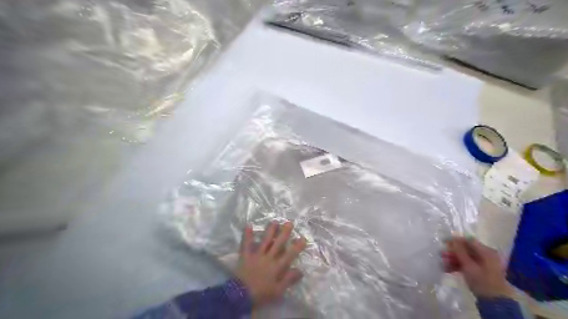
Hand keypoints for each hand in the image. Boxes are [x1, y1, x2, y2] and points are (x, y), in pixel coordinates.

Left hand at [234, 222, 308, 305]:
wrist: (240, 296)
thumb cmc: (261, 294)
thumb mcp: (278, 291)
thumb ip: (289, 279)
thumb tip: (300, 270)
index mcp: (277, 267)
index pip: (289, 255)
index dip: (297, 246)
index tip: (303, 238)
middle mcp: (268, 258)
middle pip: (278, 244)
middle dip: (284, 233)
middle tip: (289, 223)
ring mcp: (256, 255)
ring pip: (265, 241)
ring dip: (270, 231)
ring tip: (275, 221)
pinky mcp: (246, 256)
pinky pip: (246, 244)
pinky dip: (247, 235)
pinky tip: (248, 225)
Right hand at [444, 237, 515, 298]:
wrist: (495, 302)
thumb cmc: (482, 281)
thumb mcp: (469, 265)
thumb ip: (460, 251)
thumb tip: (453, 237)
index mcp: (486, 252)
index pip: (468, 241)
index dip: (455, 240)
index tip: (443, 242)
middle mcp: (485, 255)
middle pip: (465, 249)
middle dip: (452, 252)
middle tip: (441, 255)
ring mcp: (482, 263)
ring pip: (464, 257)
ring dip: (452, 259)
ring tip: (443, 263)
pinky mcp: (478, 271)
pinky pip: (466, 264)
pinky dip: (457, 266)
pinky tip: (447, 269)